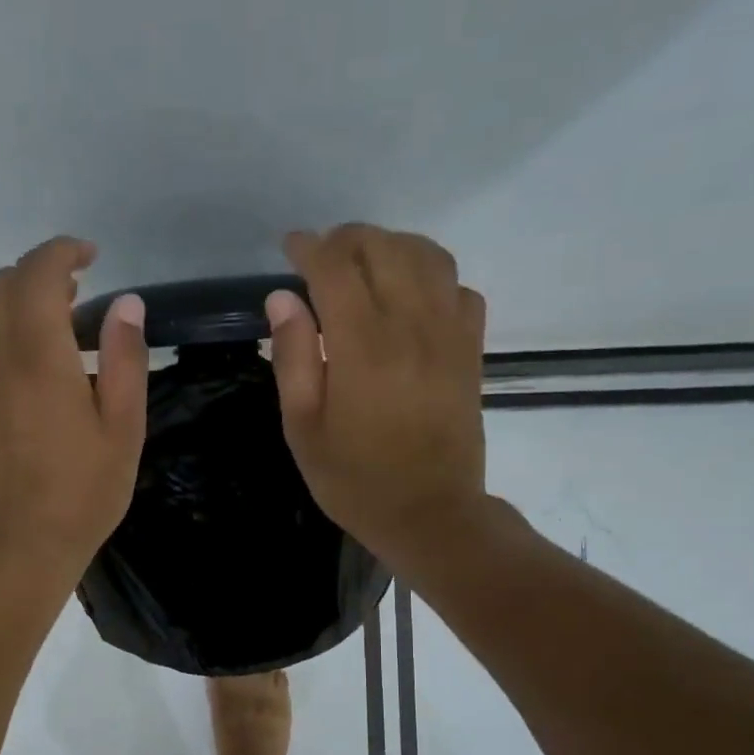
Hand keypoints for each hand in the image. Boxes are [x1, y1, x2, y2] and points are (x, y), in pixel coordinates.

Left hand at [0, 237, 147, 581]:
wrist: (21, 544)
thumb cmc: (83, 492)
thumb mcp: (123, 429)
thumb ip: (124, 360)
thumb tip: (125, 302)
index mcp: (40, 356)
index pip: (39, 272)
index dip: (63, 252)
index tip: (89, 257)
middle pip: (0, 282)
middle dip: (37, 273)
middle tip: (74, 295)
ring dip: (2, 297)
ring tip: (36, 322)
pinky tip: (7, 356)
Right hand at [267, 224, 487, 570]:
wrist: (430, 514)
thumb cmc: (355, 480)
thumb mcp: (304, 429)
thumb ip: (293, 358)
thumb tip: (282, 297)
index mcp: (363, 346)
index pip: (335, 268)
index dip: (309, 248)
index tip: (290, 248)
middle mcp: (411, 325)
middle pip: (383, 248)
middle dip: (347, 240)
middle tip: (321, 257)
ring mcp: (449, 333)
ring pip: (427, 256)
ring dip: (391, 247)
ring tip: (365, 265)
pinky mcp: (471, 349)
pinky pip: (458, 287)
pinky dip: (431, 275)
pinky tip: (411, 296)